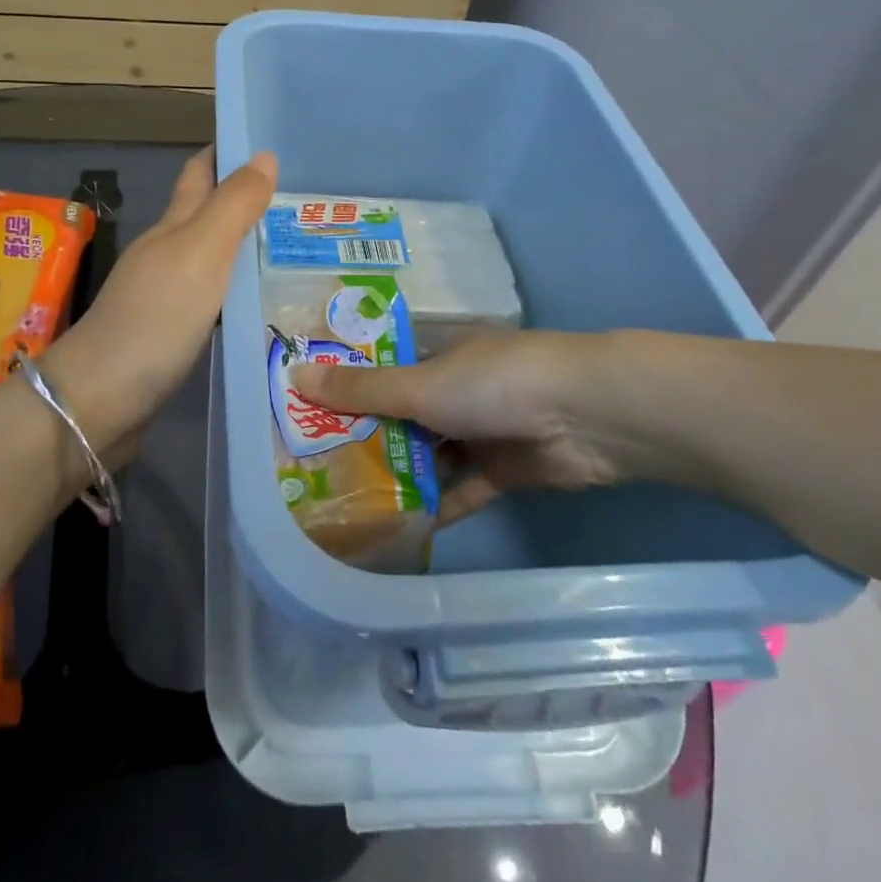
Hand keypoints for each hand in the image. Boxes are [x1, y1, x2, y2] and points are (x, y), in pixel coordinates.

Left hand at [43, 147, 276, 460]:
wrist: (99, 399)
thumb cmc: (155, 317)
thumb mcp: (201, 253)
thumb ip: (233, 206)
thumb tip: (264, 155)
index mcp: (173, 227)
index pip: (199, 174)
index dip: (227, 154)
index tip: (270, 146)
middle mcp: (168, 254)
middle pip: (206, 215)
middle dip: (245, 201)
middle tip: (301, 201)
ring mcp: (167, 296)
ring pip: (212, 259)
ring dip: (246, 247)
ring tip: (296, 247)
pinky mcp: (172, 335)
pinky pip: (214, 299)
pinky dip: (239, 290)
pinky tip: (264, 301)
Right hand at [291, 330, 645, 522]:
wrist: (585, 417)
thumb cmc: (493, 383)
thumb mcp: (419, 384)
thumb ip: (361, 389)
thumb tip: (295, 375)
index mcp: (439, 354)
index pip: (384, 367)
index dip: (348, 385)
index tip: (309, 411)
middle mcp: (457, 388)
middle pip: (403, 413)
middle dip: (368, 436)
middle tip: (318, 465)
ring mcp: (481, 430)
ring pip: (430, 453)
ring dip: (399, 474)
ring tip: (349, 501)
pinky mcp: (503, 470)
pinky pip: (460, 488)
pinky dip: (436, 505)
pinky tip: (399, 527)